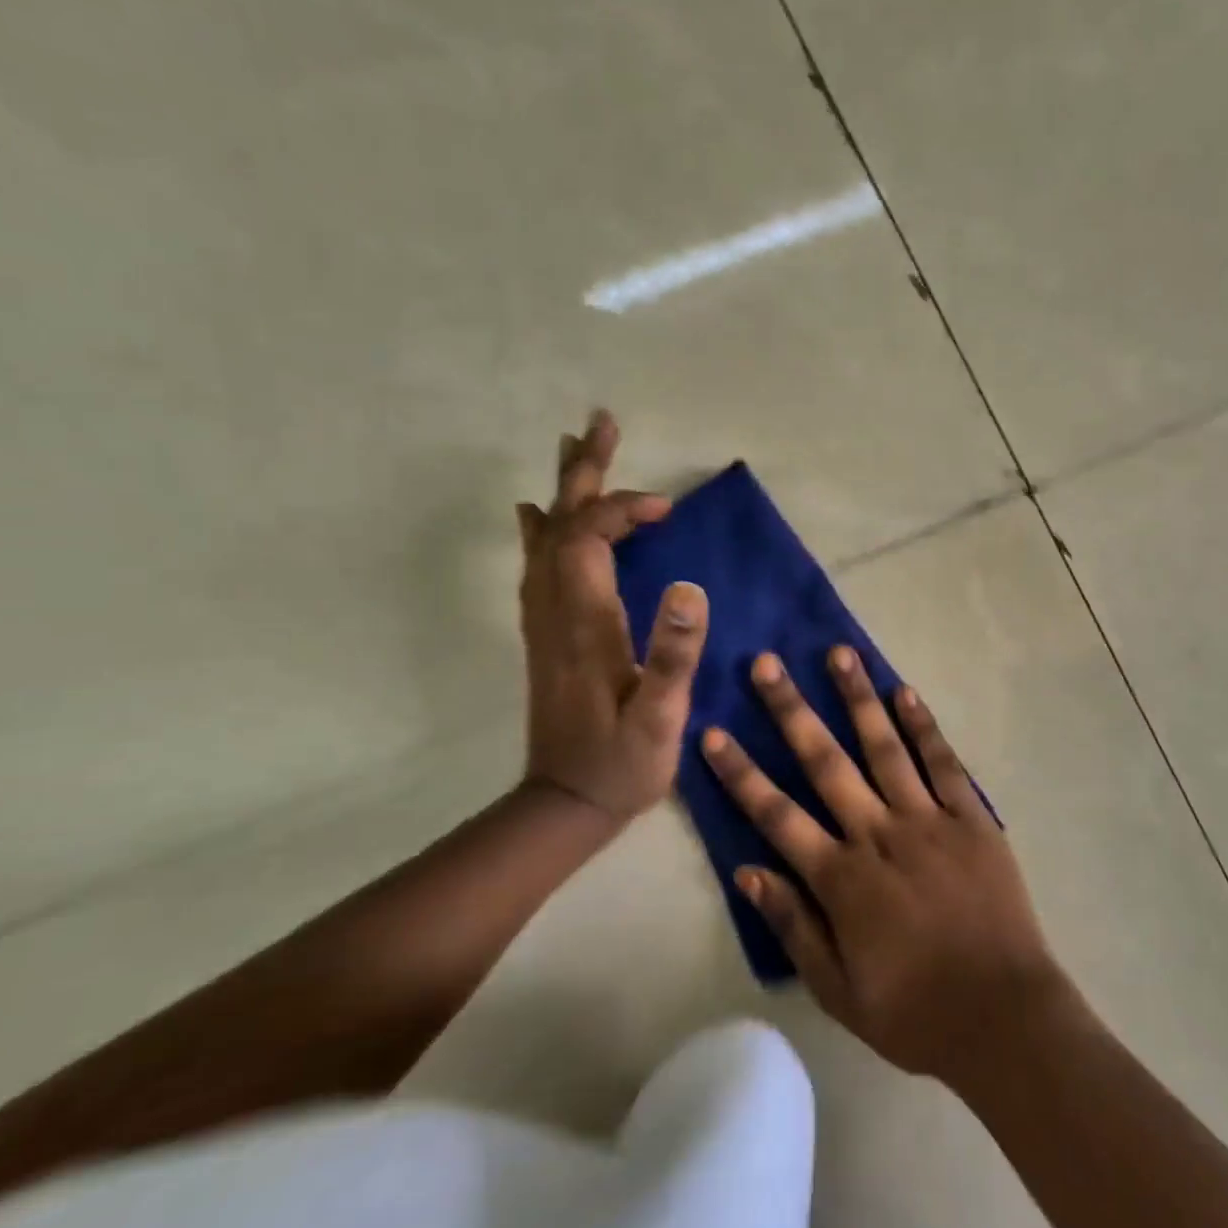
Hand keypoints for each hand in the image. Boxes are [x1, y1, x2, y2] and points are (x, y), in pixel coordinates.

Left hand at [517, 410, 708, 819]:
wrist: (565, 803)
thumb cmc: (622, 763)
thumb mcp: (661, 717)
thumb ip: (674, 653)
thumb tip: (690, 585)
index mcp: (584, 621)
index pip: (591, 537)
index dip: (625, 508)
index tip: (666, 508)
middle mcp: (555, 610)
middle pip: (561, 523)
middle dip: (584, 472)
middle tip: (601, 424)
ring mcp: (544, 621)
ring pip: (546, 538)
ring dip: (564, 491)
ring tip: (576, 449)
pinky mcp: (545, 634)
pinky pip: (537, 564)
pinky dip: (542, 529)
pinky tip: (537, 516)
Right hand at [701, 647, 1075, 1083]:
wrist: (1003, 1017)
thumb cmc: (914, 1011)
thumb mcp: (837, 990)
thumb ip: (792, 925)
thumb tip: (747, 871)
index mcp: (841, 878)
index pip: (777, 815)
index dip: (741, 774)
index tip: (713, 732)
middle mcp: (878, 834)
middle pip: (825, 762)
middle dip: (791, 710)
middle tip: (767, 664)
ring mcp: (927, 819)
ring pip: (884, 747)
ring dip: (858, 698)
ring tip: (838, 653)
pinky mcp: (970, 817)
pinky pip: (942, 763)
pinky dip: (923, 726)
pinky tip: (905, 692)